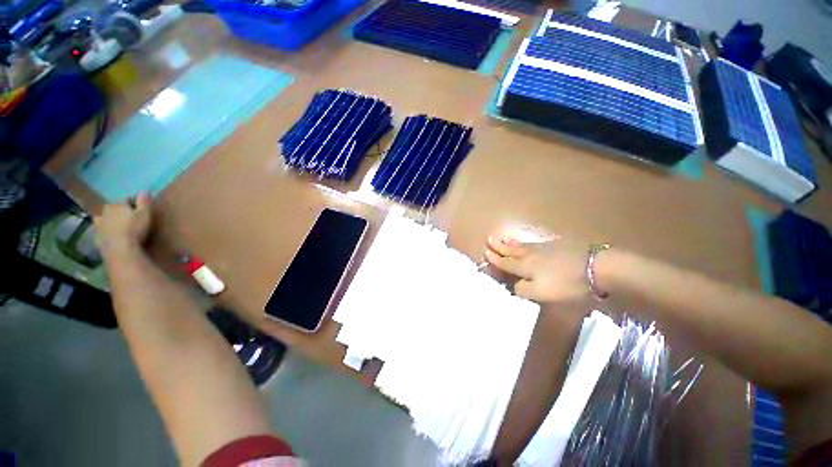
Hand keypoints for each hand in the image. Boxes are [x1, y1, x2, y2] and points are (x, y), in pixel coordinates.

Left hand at [94, 193, 152, 257]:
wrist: (120, 250)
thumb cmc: (135, 229)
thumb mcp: (145, 214)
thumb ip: (144, 202)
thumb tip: (144, 190)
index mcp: (116, 205)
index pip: (125, 200)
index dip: (132, 204)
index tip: (138, 208)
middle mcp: (104, 212)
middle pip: (111, 209)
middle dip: (117, 211)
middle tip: (126, 217)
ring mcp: (98, 226)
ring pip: (103, 220)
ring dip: (108, 222)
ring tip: (116, 227)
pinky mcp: (97, 238)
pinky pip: (101, 232)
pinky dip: (106, 233)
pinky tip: (112, 238)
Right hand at [485, 233, 589, 302]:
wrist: (595, 267)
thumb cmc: (566, 284)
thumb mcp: (541, 293)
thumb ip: (523, 290)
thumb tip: (514, 286)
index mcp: (524, 267)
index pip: (505, 263)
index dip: (495, 259)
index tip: (485, 253)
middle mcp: (529, 255)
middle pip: (511, 250)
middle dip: (499, 246)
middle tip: (489, 239)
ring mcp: (543, 248)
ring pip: (521, 245)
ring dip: (510, 242)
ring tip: (503, 238)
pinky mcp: (555, 246)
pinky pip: (533, 243)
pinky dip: (524, 242)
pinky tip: (525, 242)